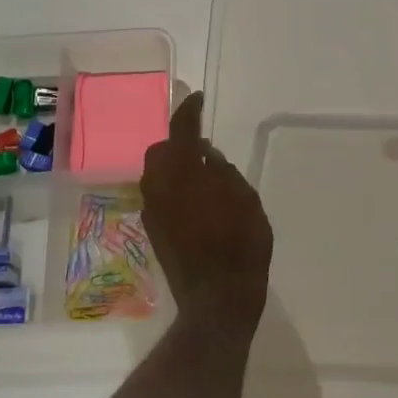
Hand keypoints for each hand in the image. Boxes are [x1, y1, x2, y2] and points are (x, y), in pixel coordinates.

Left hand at [141, 92, 272, 338]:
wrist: (217, 299)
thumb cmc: (241, 244)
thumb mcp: (246, 200)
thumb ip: (223, 171)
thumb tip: (206, 156)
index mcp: (184, 172)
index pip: (181, 129)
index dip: (189, 110)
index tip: (196, 98)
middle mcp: (160, 186)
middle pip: (161, 151)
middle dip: (179, 143)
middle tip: (204, 147)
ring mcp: (152, 210)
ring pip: (156, 173)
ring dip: (174, 166)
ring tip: (202, 175)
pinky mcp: (152, 230)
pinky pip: (158, 195)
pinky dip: (172, 188)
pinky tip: (194, 200)